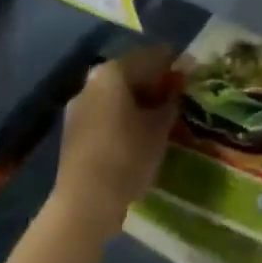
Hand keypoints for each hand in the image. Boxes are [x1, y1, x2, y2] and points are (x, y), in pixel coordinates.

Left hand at [52, 44, 180, 243]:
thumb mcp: (160, 127)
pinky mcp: (72, 132)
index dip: (173, 66)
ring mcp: (78, 106)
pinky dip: (121, 118)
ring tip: (158, 119)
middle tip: (175, 98)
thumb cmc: (127, 156)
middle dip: (153, 84)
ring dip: (137, 102)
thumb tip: (176, 89)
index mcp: (114, 70)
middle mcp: (93, 80)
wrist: (84, 205)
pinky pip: (104, 114)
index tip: (189, 77)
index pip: (152, 57)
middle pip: (131, 74)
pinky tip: (136, 135)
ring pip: (116, 95)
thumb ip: (171, 101)